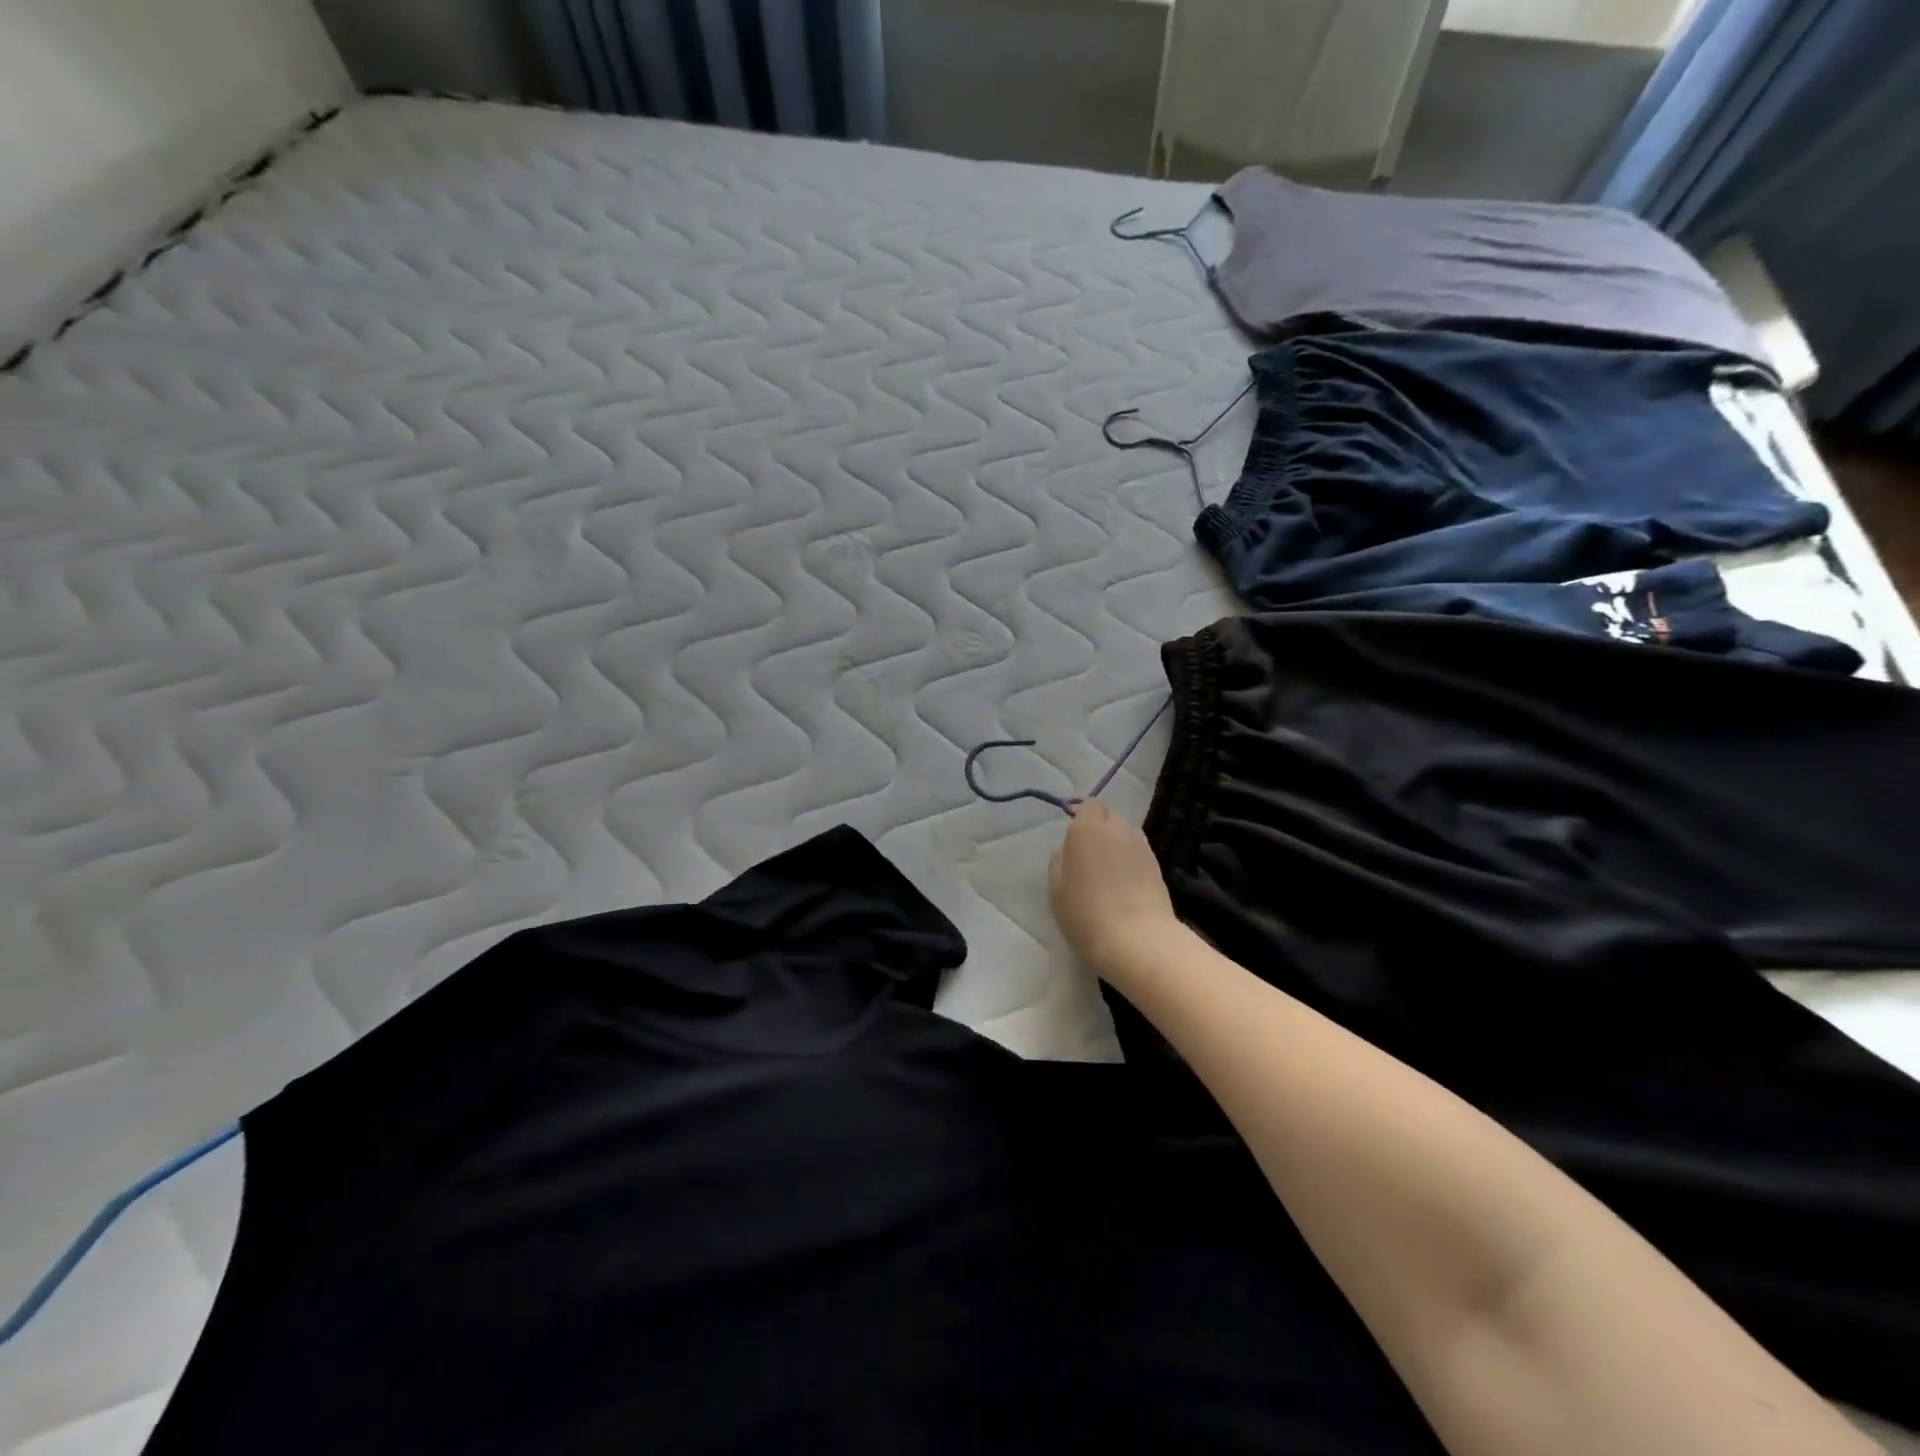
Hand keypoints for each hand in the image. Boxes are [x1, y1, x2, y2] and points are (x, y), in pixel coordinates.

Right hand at [1048, 800, 1178, 976]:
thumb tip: (1068, 850)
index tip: (1076, 839)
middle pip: (1110, 817)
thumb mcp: (1057, 889)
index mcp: (1086, 829)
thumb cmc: (1085, 912)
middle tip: (1091, 855)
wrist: (1136, 939)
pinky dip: (1132, 860)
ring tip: (1111, 870)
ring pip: (1127, 833)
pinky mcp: (1158, 864)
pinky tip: (1127, 882)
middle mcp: (1116, 829)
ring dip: (1119, 843)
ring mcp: (1141, 845)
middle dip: (1101, 828)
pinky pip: (1140, 852)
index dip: (1083, 818)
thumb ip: (1060, 860)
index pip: (1089, 805)